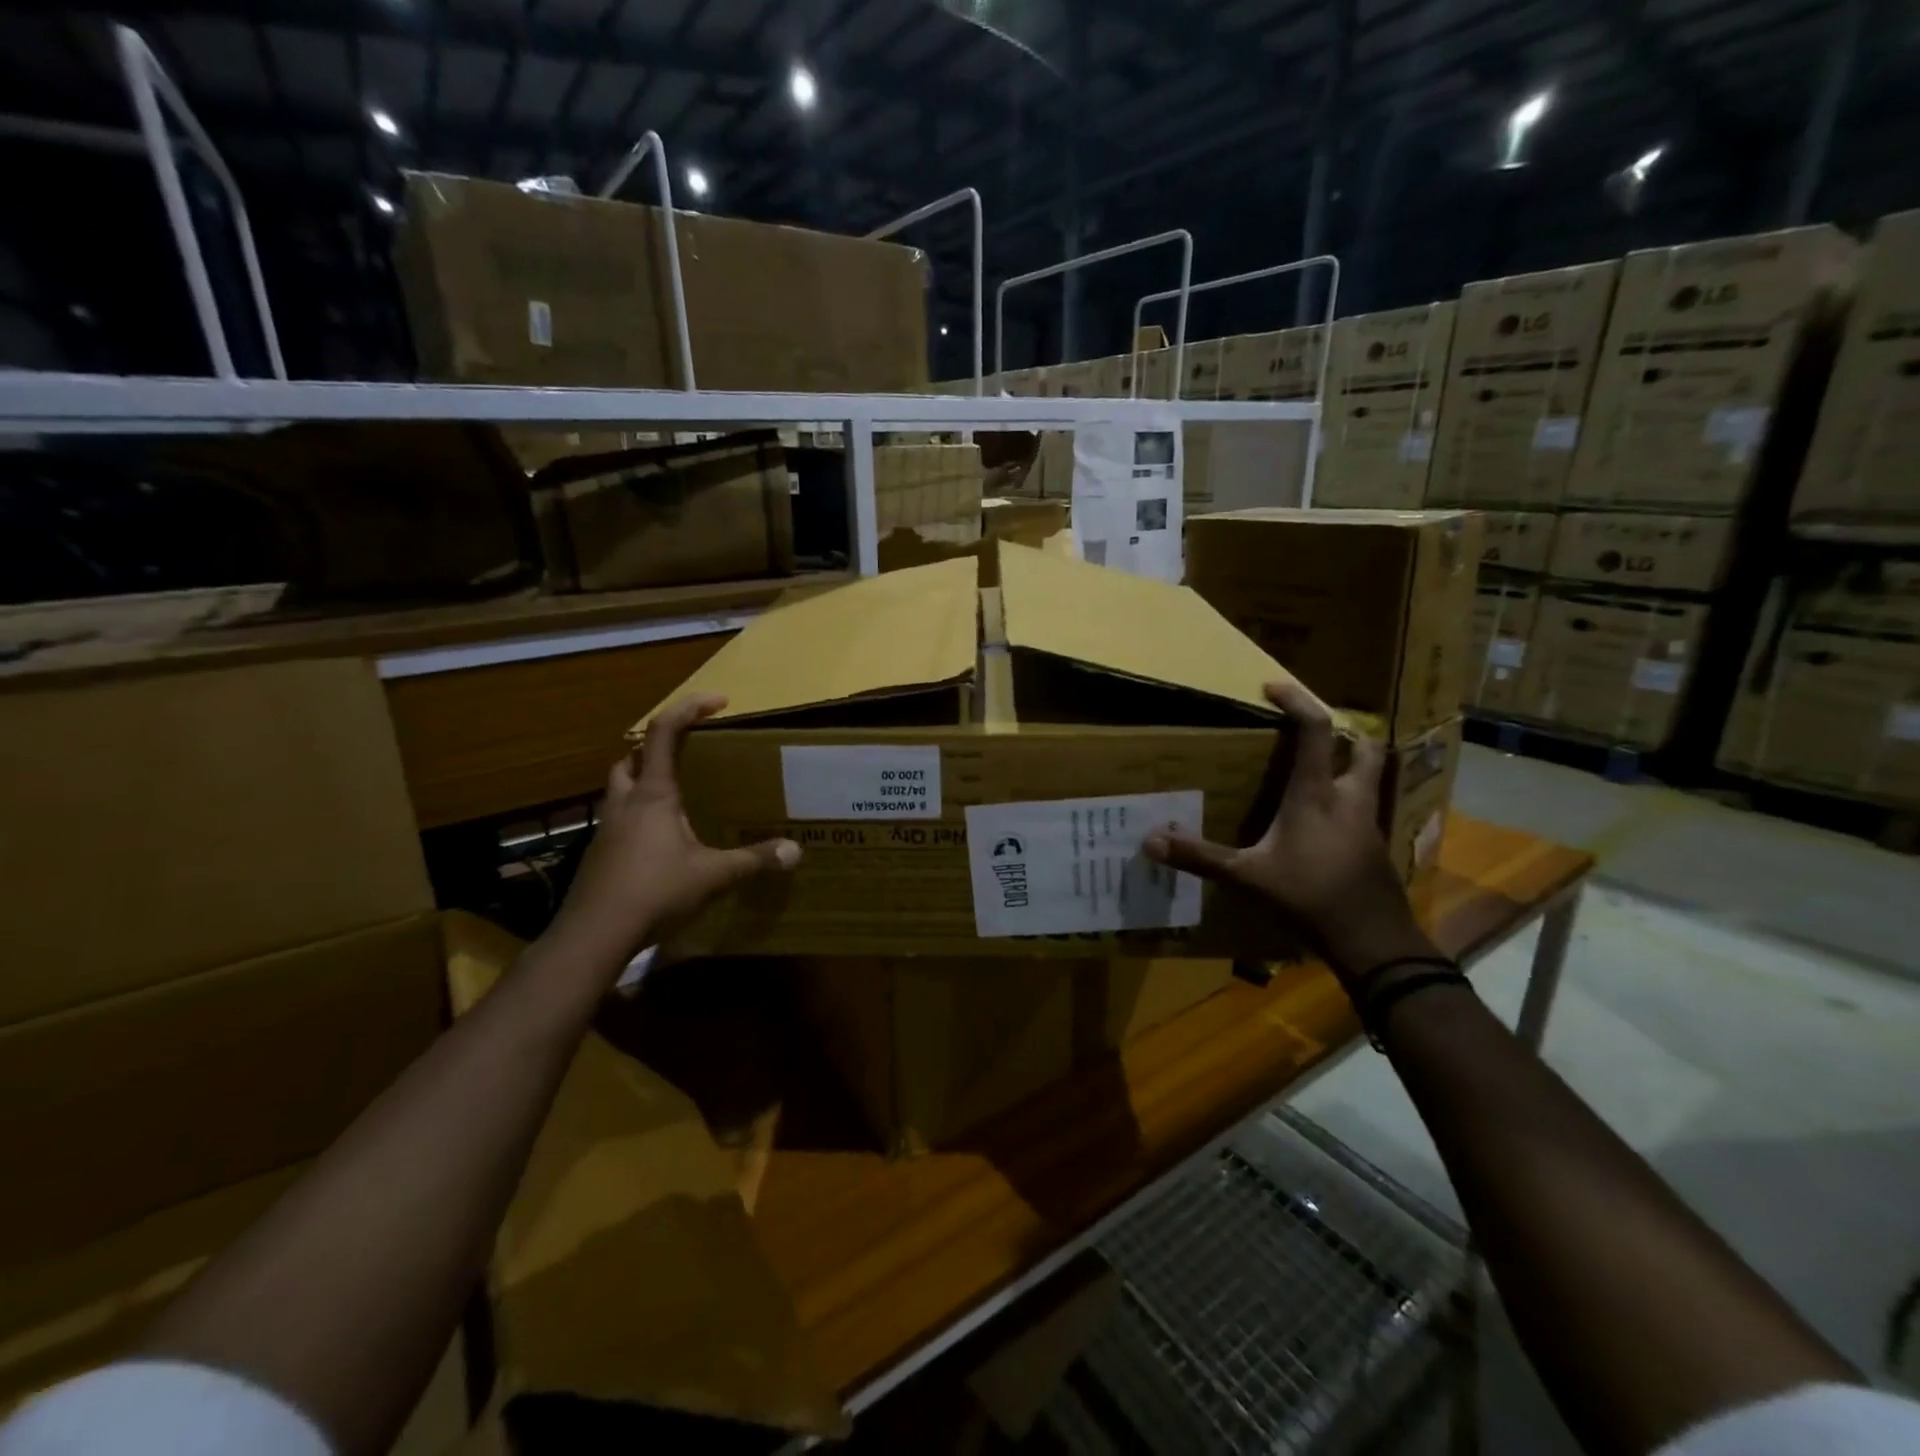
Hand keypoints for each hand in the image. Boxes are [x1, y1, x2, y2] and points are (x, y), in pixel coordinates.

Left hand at [545, 693, 800, 971]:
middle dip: (656, 748)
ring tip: (678, 798)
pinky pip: (620, 820)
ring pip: (620, 789)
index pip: (663, 733)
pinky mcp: (601, 855)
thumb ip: (753, 860)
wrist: (593, 936)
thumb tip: (795, 851)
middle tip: (689, 757)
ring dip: (643, 782)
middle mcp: (625, 804)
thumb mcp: (712, 875)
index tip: (719, 702)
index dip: (689, 709)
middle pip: (631, 758)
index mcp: (653, 795)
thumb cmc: (653, 892)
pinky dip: (639, 817)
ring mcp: (607, 830)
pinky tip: (662, 843)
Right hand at [1142, 680, 1431, 981]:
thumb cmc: (1309, 898)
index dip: (1298, 701)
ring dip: (1352, 764)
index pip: (1316, 730)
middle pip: (1364, 746)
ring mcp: (1369, 824)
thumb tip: (1150, 840)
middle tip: (1313, 732)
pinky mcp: (1376, 848)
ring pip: (1371, 777)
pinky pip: (1366, 808)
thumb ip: (1200, 857)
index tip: (1274, 687)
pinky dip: (1349, 800)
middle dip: (1345, 731)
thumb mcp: (1247, 877)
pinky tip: (1325, 822)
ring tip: (1320, 770)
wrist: (1374, 942)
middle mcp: (1349, 799)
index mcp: (1317, 794)